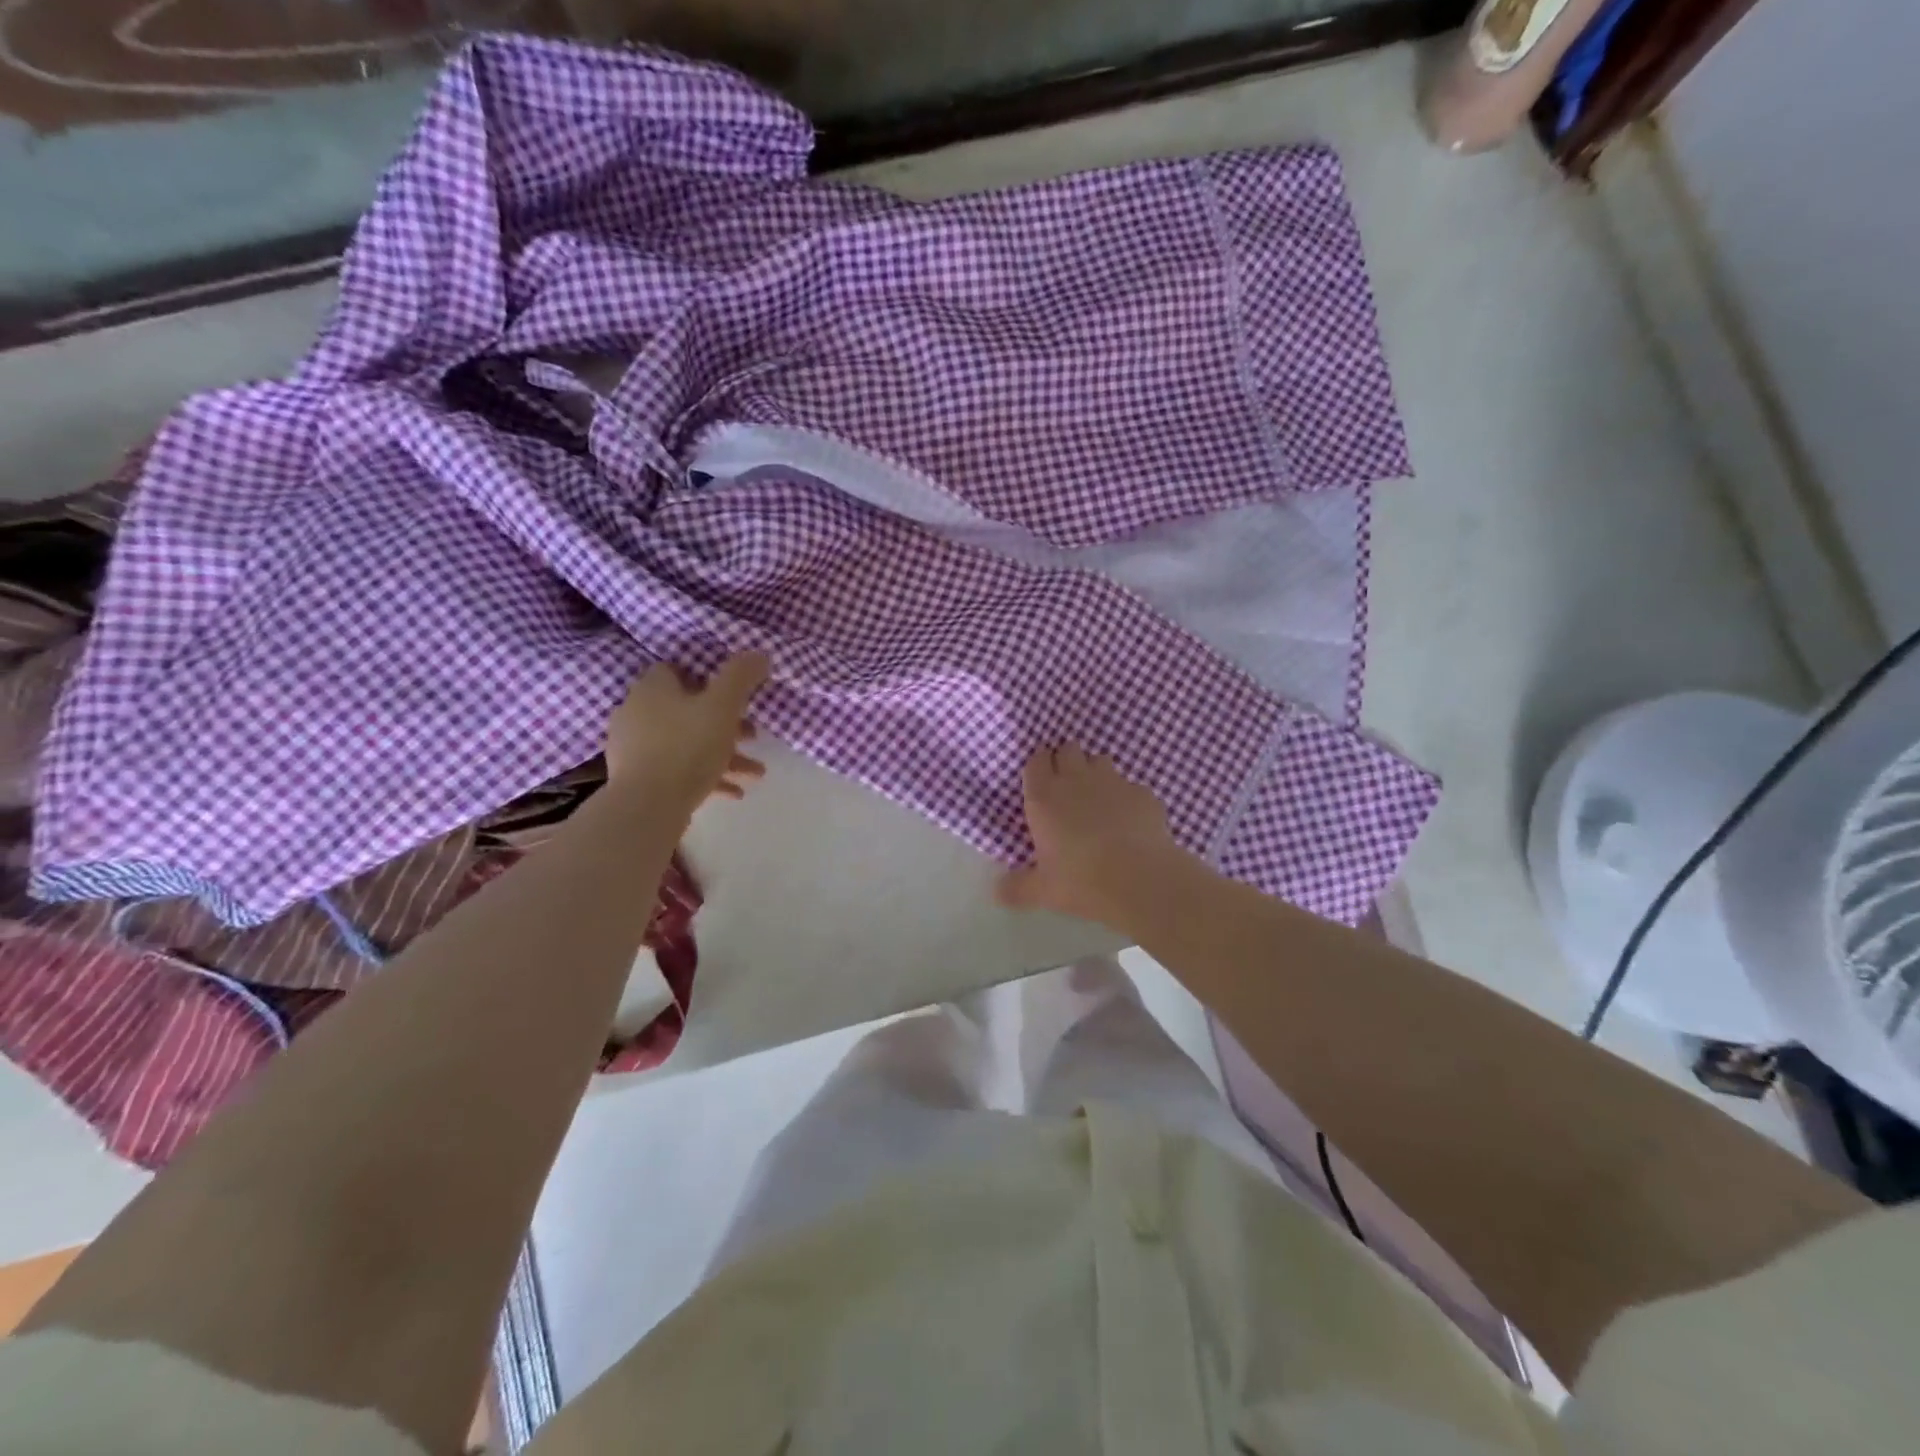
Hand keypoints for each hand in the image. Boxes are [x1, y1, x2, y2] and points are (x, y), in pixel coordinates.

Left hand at [605, 651, 769, 816]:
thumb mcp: (723, 706)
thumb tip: (759, 653)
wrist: (647, 805)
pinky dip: (705, 776)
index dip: (707, 678)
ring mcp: (634, 748)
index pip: (677, 670)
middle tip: (753, 735)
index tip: (734, 695)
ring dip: (723, 755)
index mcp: (653, 688)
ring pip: (687, 743)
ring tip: (754, 772)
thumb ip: (741, 676)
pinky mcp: (637, 778)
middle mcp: (637, 712)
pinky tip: (733, 792)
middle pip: (687, 710)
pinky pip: (677, 770)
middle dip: (726, 724)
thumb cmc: (688, 746)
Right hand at [996, 745, 1197, 930]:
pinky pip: (1129, 786)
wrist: (1141, 881)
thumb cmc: (1082, 882)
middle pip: (1068, 749)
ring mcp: (1113, 782)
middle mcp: (1076, 780)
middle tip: (1066, 788)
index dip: (1039, 766)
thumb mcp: (1042, 891)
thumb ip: (1017, 888)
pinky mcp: (1143, 792)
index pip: (1036, 761)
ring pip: (1099, 760)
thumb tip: (998, 892)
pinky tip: (1129, 820)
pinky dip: (1125, 797)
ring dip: (1095, 772)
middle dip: (1066, 761)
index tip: (1040, 781)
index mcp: (1044, 797)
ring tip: (1097, 799)